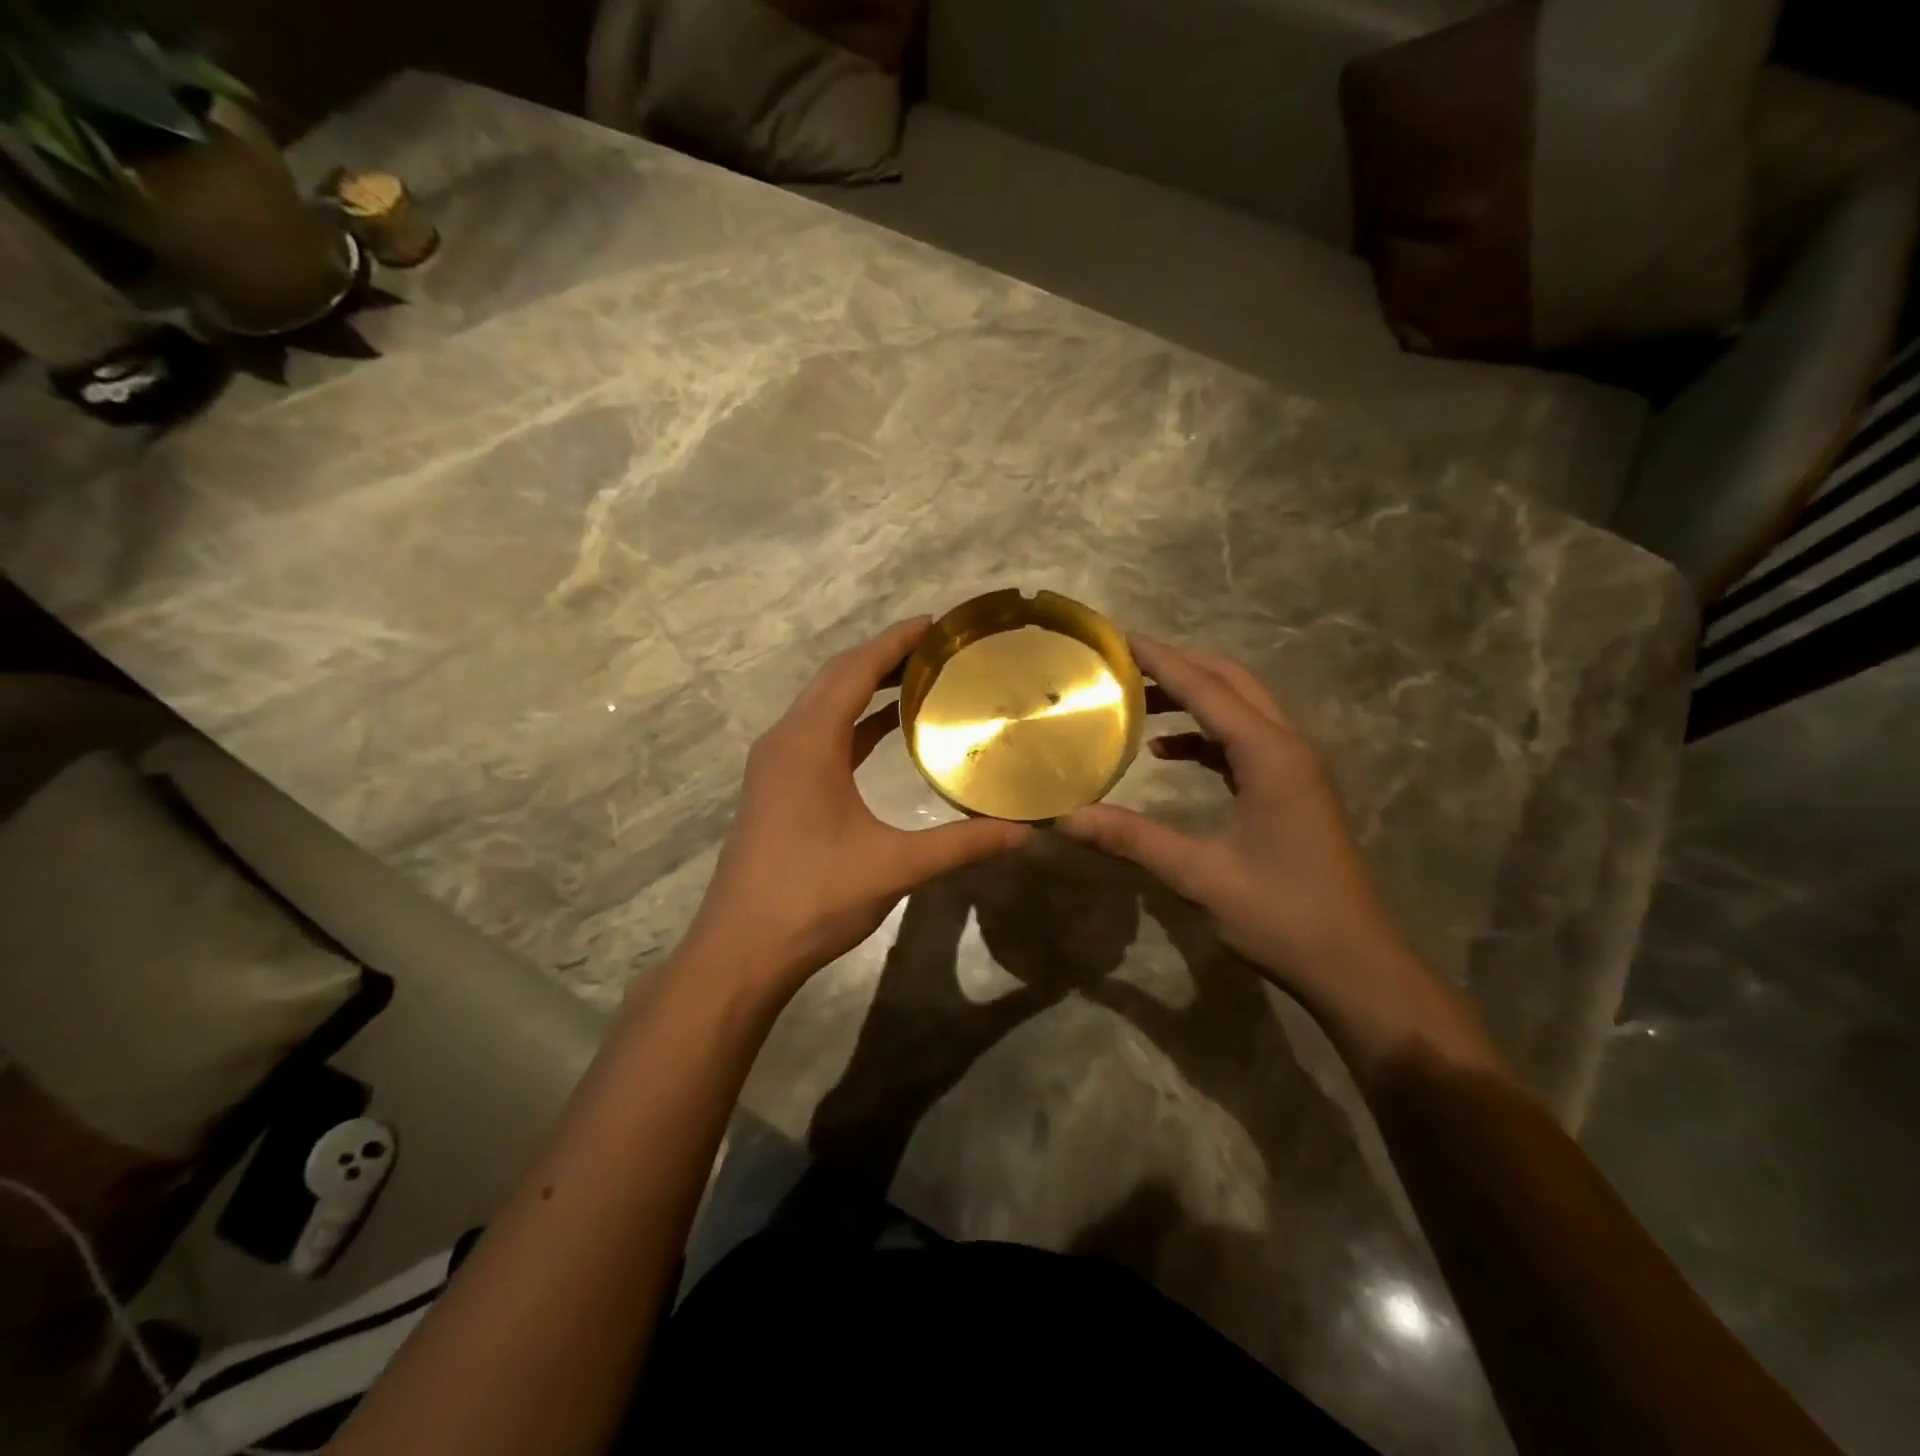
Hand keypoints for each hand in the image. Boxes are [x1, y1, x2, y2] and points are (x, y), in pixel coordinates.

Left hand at [683, 618, 1030, 996]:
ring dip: (867, 686)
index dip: (896, 642)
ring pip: (825, 704)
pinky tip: (888, 728)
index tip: (937, 623)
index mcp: (808, 742)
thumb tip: (1024, 833)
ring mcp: (777, 764)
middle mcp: (786, 740)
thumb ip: (961, 844)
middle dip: (885, 656)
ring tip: (921, 678)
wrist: (741, 949)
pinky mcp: (778, 786)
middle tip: (940, 647)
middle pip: (837, 678)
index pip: (856, 670)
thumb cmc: (813, 897)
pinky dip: (855, 721)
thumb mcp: (894, 867)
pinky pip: (820, 734)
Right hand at [1059, 636, 1480, 1068]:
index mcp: (1270, 754)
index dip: (1160, 659)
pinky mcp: (1291, 790)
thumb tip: (1064, 818)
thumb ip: (1131, 838)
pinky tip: (1167, 751)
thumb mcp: (1200, 875)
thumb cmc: (1283, 916)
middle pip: (1231, 682)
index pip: (1206, 687)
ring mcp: (1294, 768)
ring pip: (1240, 708)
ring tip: (1137, 697)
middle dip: (1178, 664)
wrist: (1355, 966)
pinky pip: (1242, 741)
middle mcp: (1287, 747)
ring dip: (1193, 695)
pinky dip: (1204, 734)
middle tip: (1123, 660)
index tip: (1117, 636)